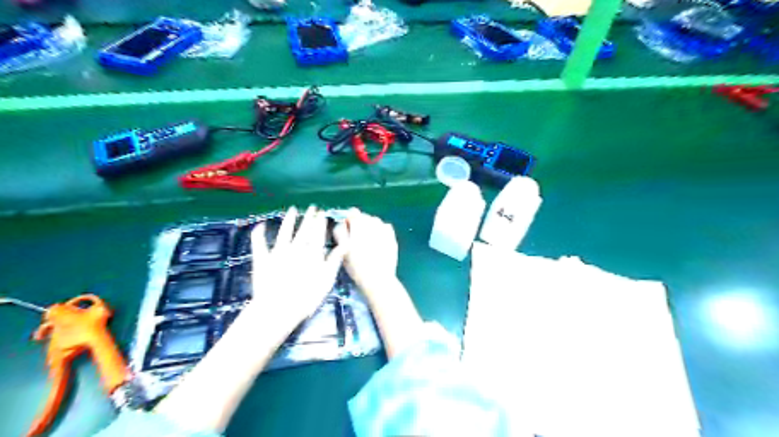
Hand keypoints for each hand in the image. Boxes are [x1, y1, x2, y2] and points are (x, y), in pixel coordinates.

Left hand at [238, 206, 344, 336]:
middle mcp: (296, 248)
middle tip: (312, 207)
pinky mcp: (262, 259)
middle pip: (303, 230)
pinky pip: (259, 243)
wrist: (279, 308)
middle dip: (309, 218)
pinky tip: (261, 225)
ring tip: (292, 209)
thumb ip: (335, 260)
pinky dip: (259, 234)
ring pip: (285, 232)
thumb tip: (344, 244)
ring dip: (289, 220)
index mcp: (312, 253)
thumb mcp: (327, 279)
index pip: (317, 234)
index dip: (320, 222)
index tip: (322, 213)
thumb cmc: (307, 297)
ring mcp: (278, 252)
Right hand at [335, 210, 398, 295]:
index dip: (348, 220)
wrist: (378, 278)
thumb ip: (341, 232)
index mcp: (358, 224)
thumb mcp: (342, 250)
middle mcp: (372, 222)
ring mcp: (383, 228)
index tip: (347, 228)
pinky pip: (384, 227)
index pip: (352, 213)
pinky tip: (377, 241)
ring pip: (374, 221)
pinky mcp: (391, 235)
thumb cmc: (357, 266)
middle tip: (356, 238)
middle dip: (359, 224)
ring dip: (370, 226)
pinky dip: (380, 230)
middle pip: (363, 216)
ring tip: (367, 241)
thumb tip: (343, 222)